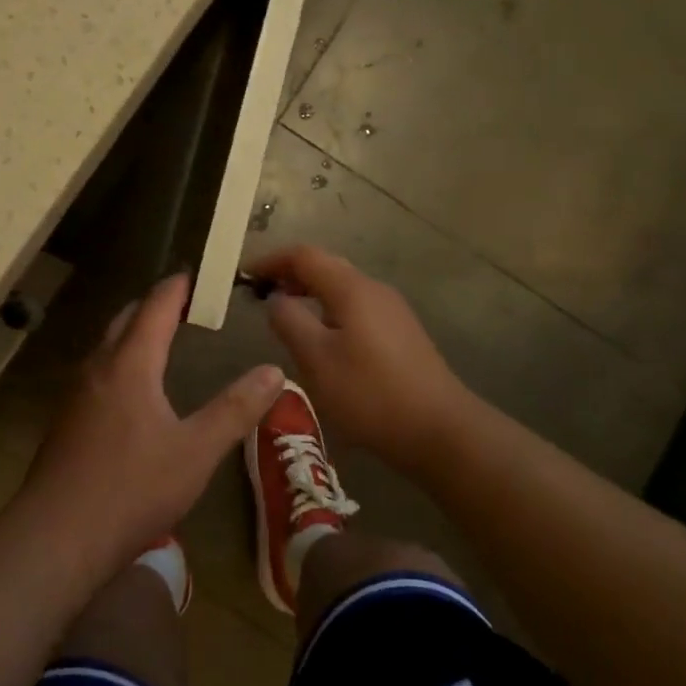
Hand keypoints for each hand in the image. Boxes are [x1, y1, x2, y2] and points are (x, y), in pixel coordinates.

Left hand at [19, 273, 284, 574]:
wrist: (56, 537)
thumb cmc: (132, 489)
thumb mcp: (196, 452)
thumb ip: (235, 409)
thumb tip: (274, 371)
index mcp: (130, 364)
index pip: (155, 307)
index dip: (177, 287)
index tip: (196, 276)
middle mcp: (98, 367)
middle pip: (126, 319)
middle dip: (154, 305)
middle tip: (185, 306)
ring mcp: (76, 394)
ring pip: (107, 346)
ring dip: (134, 333)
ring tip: (162, 341)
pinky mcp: (65, 420)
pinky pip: (97, 372)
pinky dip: (120, 361)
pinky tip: (133, 391)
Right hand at [251, 245, 474, 464]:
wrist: (440, 430)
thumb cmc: (370, 393)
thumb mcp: (316, 360)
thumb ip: (289, 322)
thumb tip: (276, 299)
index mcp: (351, 288)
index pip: (303, 256)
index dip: (271, 260)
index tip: (245, 276)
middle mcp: (373, 289)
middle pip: (325, 266)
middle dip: (290, 274)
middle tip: (261, 294)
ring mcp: (392, 310)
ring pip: (342, 288)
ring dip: (310, 293)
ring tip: (286, 316)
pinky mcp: (401, 332)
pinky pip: (356, 307)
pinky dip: (329, 310)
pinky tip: (323, 340)